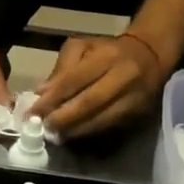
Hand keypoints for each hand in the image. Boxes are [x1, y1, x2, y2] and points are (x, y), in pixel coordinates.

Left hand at [30, 33, 164, 138]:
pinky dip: (88, 133)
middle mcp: (124, 76)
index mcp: (107, 56)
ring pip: (101, 119)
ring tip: (55, 136)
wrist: (150, 56)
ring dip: (75, 130)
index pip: (75, 80)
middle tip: (43, 128)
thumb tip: (41, 93)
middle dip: (63, 118)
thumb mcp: (82, 47)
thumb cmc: (107, 51)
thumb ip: (61, 68)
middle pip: (89, 102)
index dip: (52, 98)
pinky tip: (73, 135)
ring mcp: (134, 97)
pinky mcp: (138, 113)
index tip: (32, 112)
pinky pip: (109, 126)